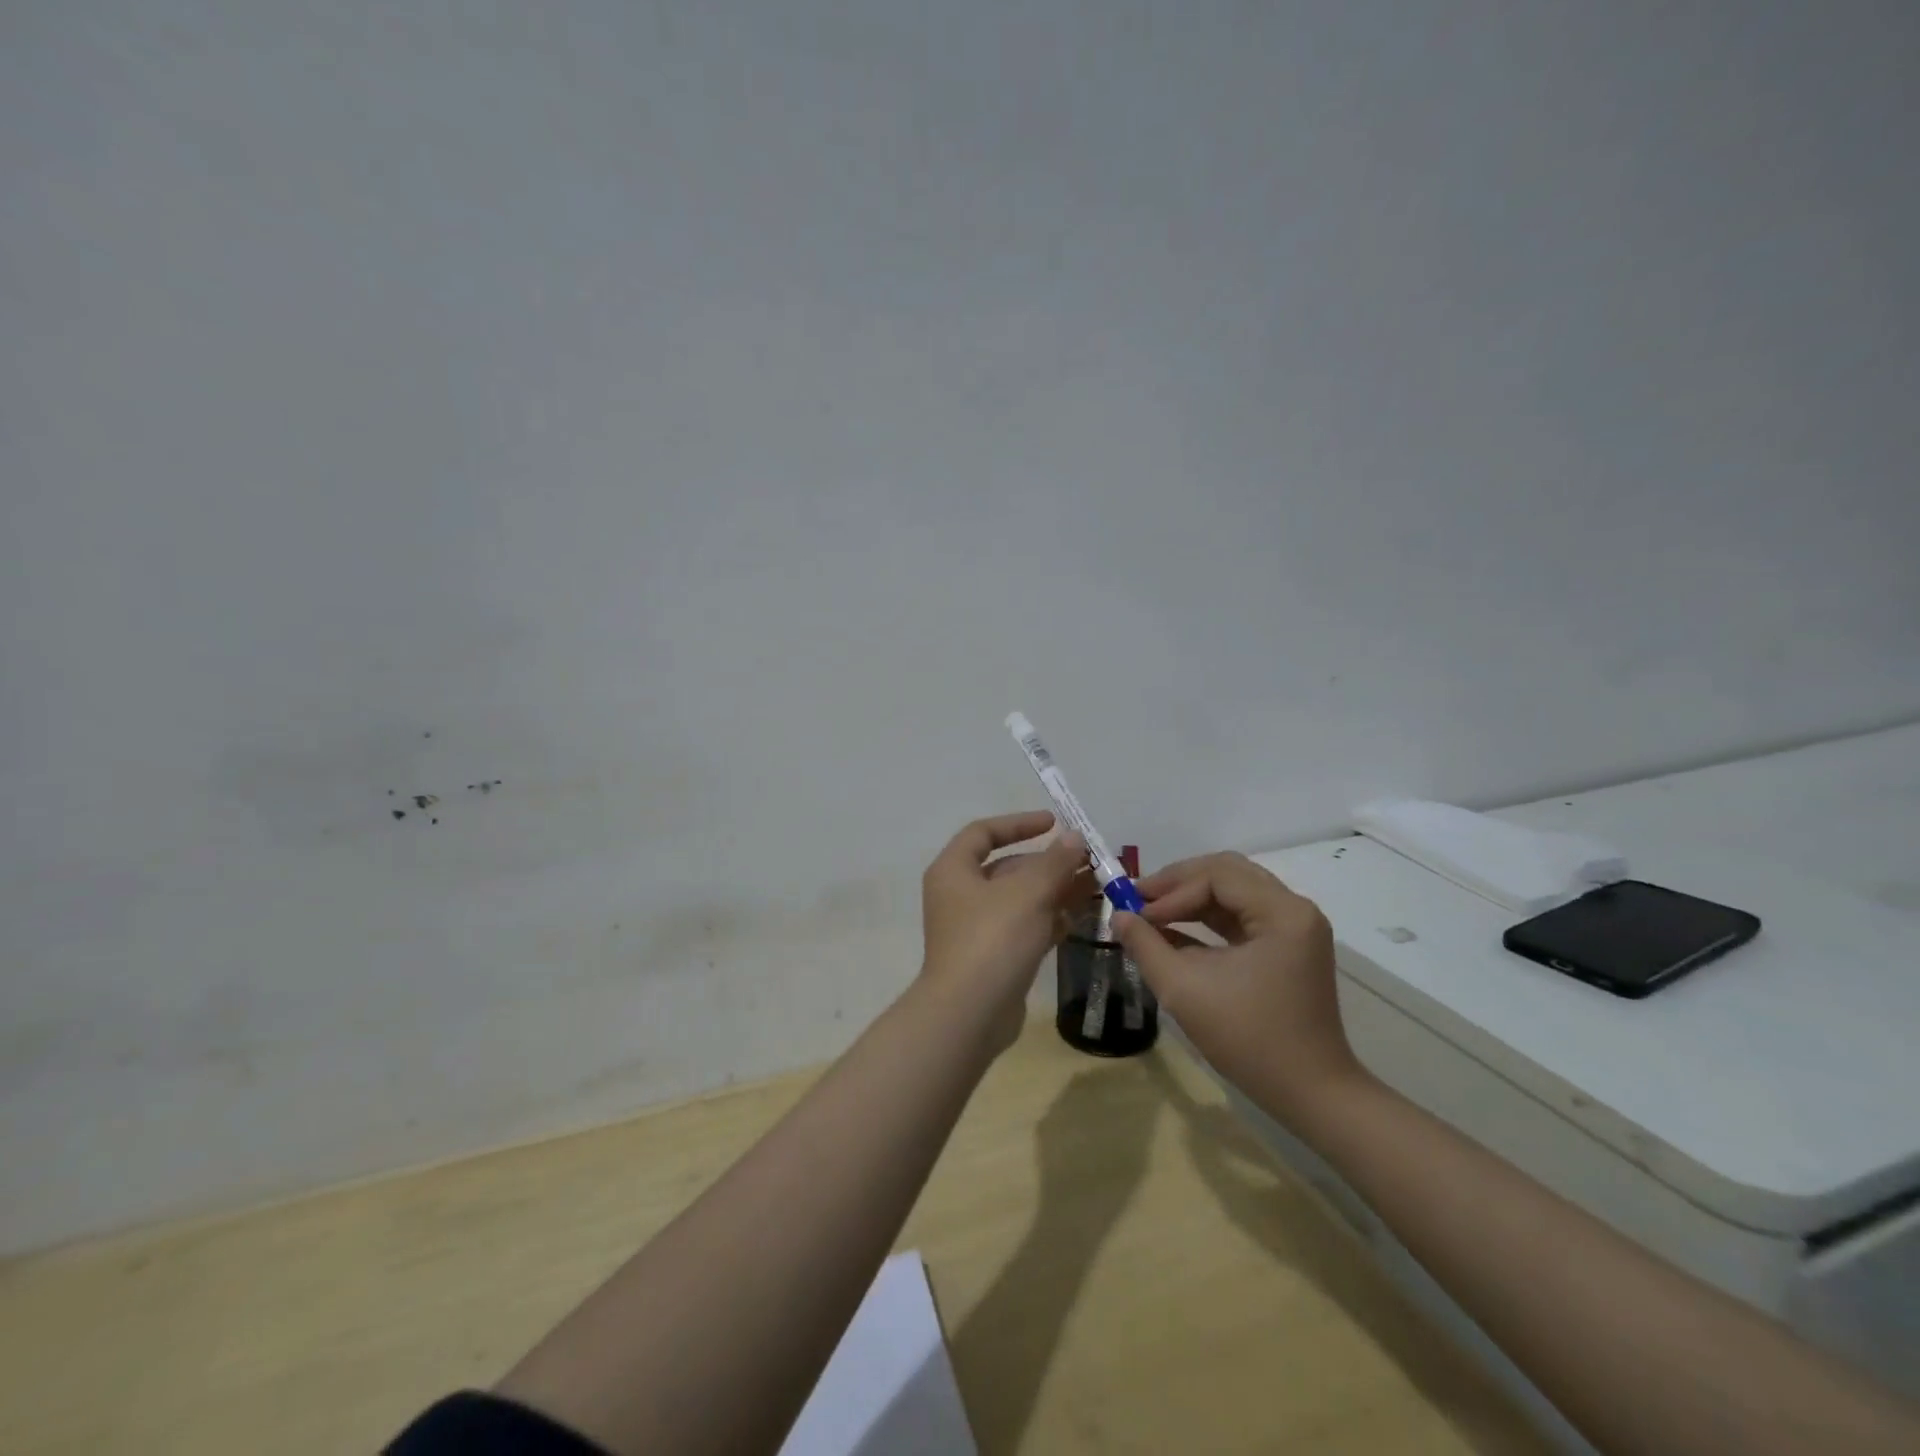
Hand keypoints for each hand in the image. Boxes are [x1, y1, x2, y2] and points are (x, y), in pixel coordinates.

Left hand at [920, 811, 1089, 1052]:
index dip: (1019, 823)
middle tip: (1088, 860)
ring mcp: (975, 928)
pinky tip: (1081, 917)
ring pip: (1020, 899)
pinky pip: (1024, 927)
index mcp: (954, 870)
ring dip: (1055, 891)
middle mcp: (960, 894)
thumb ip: (1054, 862)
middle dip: (1049, 863)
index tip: (1055, 823)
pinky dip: (1050, 920)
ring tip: (1096, 886)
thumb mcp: (1028, 893)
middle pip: (1007, 867)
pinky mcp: (992, 957)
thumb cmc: (992, 939)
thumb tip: (1073, 837)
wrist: (969, 1014)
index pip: (984, 832)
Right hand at [1113, 852, 1364, 1122]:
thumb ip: (1145, 945)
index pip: (1216, 876)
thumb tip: (1118, 915)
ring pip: (1233, 891)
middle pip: (1227, 873)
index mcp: (1282, 912)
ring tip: (1151, 913)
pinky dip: (1206, 919)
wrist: (1310, 1094)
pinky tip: (1172, 932)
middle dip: (1178, 884)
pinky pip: (1241, 916)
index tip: (1137, 914)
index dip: (1171, 891)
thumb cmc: (1248, 1039)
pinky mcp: (1287, 948)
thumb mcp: (1184, 989)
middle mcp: (1294, 909)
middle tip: (1139, 899)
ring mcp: (1294, 928)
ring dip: (1190, 899)